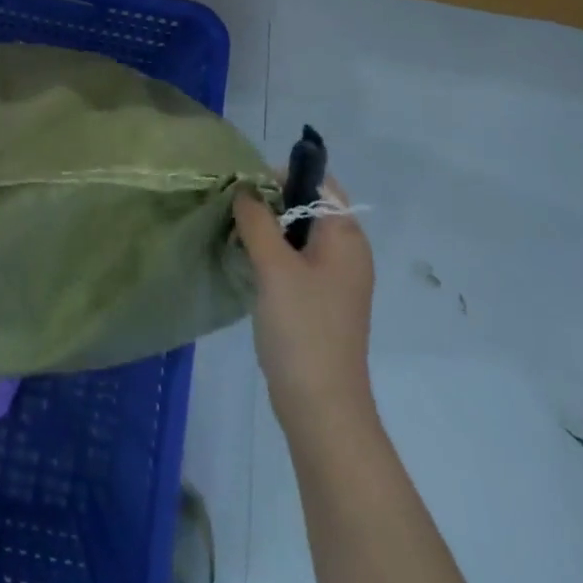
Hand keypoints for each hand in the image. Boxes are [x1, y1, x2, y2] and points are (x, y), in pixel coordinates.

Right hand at [234, 177, 375, 432]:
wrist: (321, 407)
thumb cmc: (302, 327)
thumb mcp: (274, 266)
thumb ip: (257, 219)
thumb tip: (245, 188)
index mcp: (346, 237)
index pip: (321, 184)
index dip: (286, 176)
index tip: (248, 187)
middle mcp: (347, 252)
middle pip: (309, 208)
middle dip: (271, 202)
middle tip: (234, 210)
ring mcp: (335, 280)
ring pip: (299, 235)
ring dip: (268, 229)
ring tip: (235, 234)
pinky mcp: (320, 302)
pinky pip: (296, 262)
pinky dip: (273, 255)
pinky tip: (247, 264)